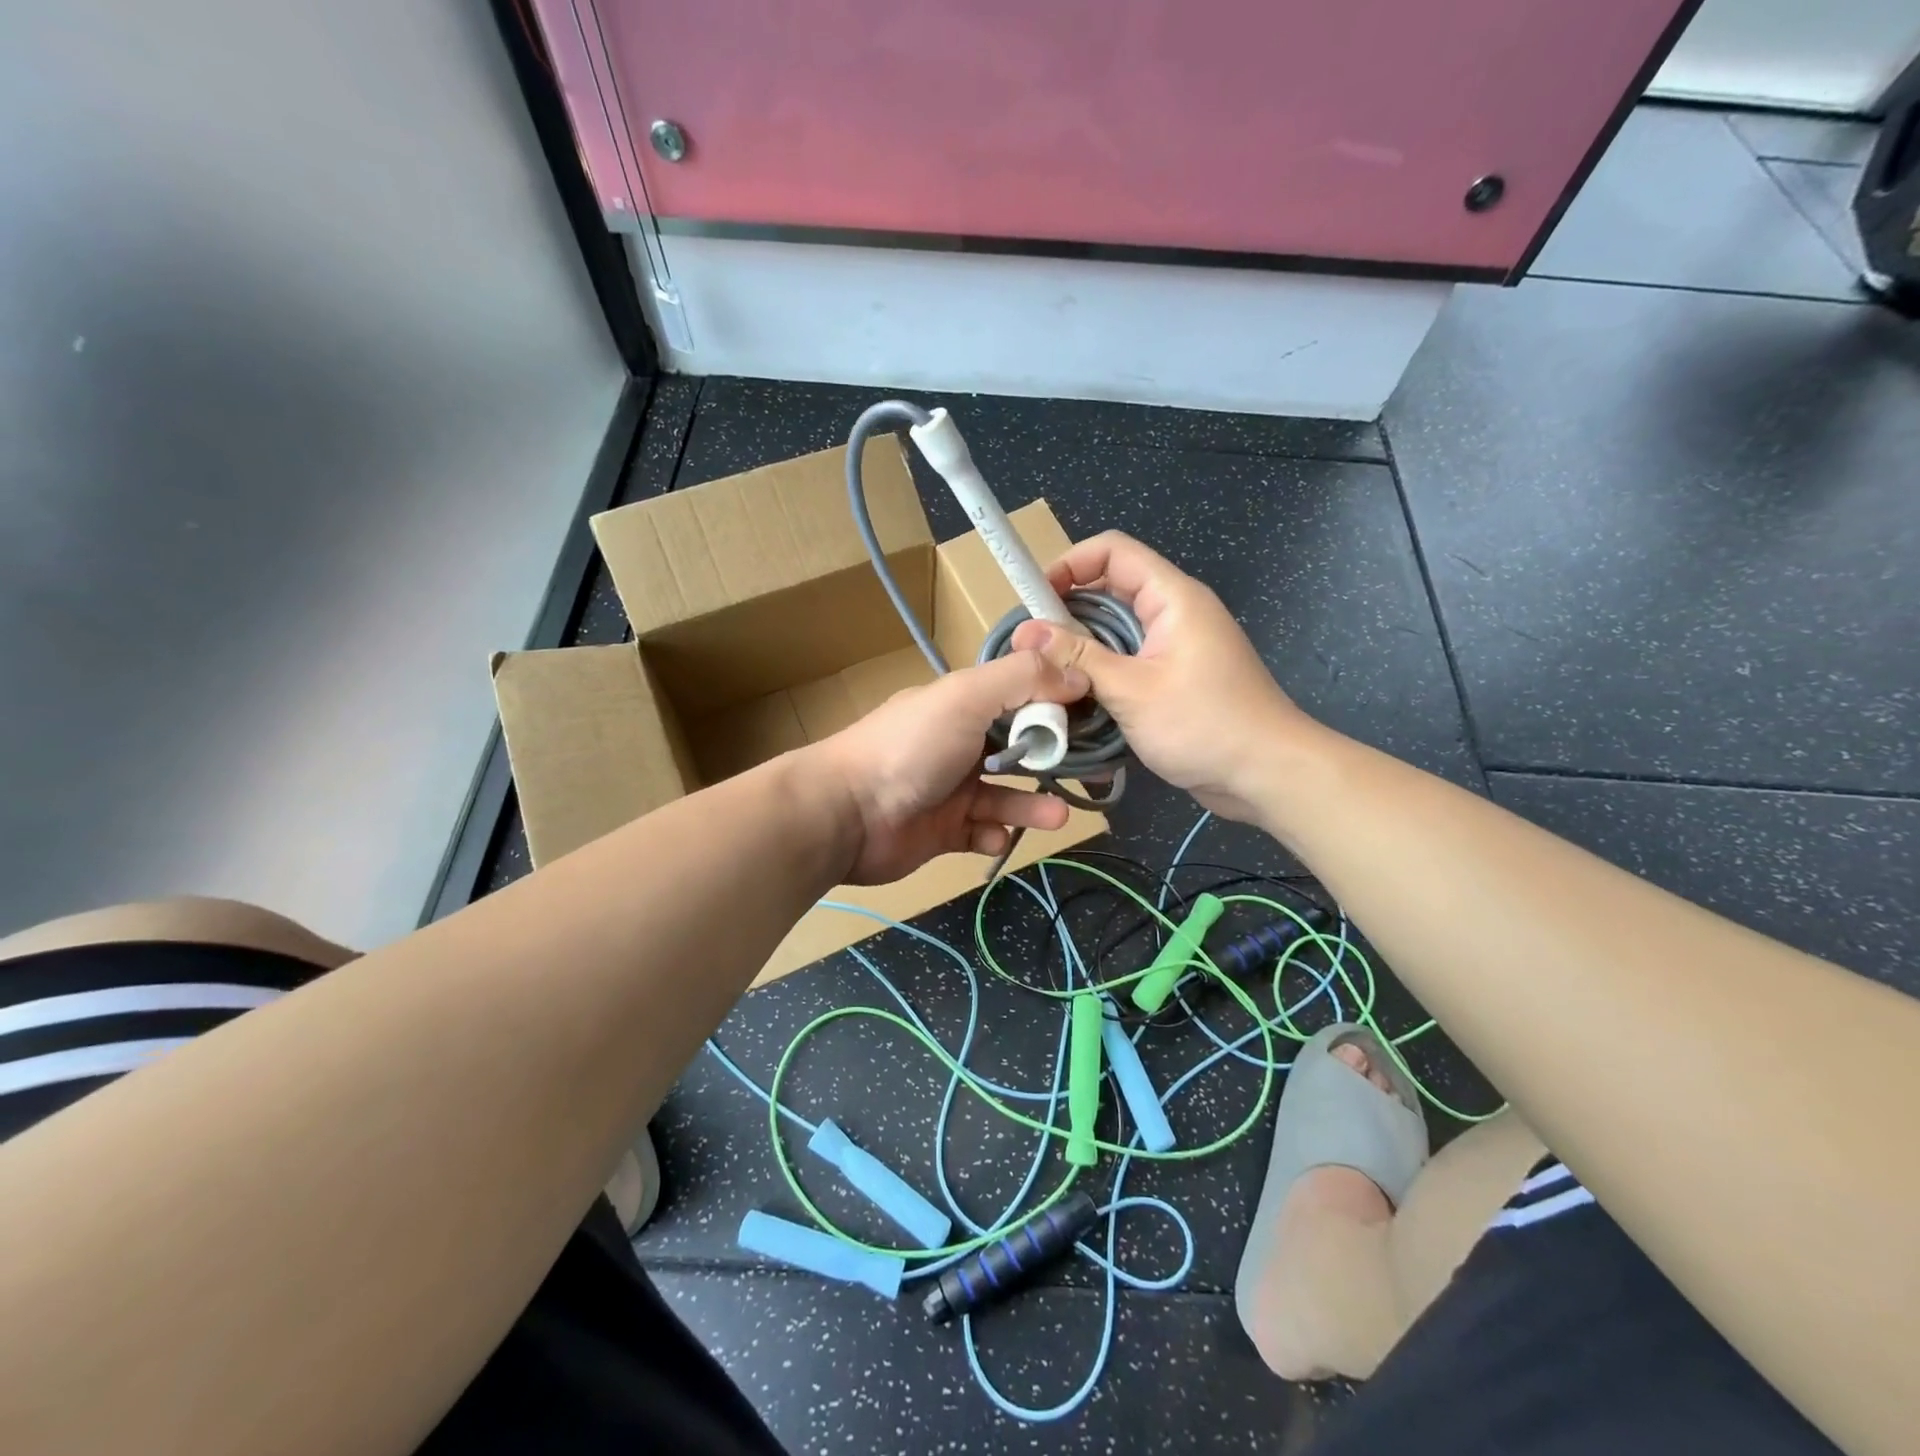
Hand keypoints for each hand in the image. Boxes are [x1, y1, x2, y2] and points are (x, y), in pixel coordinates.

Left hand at [810, 651, 1088, 884]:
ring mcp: (949, 790)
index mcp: (962, 705)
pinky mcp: (943, 832)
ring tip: (1058, 815)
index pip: (1019, 696)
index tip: (1092, 717)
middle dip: (1051, 759)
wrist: (847, 815)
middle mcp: (958, 743)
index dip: (1054, 704)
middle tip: (1088, 772)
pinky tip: (994, 835)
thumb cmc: (910, 748)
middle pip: (1017, 748)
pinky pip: (981, 833)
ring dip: (1032, 805)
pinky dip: (994, 835)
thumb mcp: (966, 697)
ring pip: (1005, 796)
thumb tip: (1078, 674)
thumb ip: (1022, 679)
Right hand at [1011, 532, 1316, 822]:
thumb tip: (1025, 631)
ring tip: (1046, 677)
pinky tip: (1077, 700)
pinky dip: (1101, 674)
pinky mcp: (1174, 678)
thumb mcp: (1132, 690)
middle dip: (1068, 614)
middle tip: (1032, 649)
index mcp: (1172, 598)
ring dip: (1082, 650)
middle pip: (1110, 591)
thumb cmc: (1204, 724)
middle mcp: (1174, 613)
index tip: (1035, 600)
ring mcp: (1176, 647)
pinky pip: (1128, 661)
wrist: (1267, 774)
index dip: (1070, 563)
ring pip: (1116, 632)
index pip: (1113, 551)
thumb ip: (1078, 657)